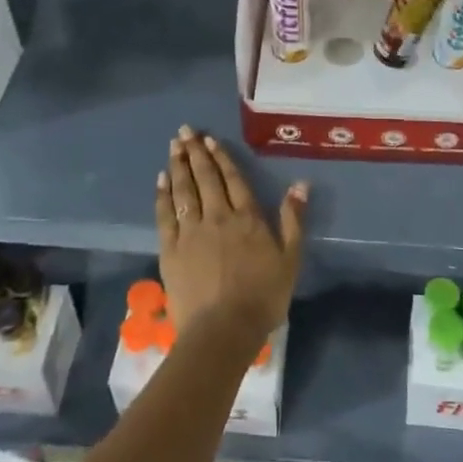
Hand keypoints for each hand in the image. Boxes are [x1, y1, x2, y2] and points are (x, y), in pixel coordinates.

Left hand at [156, 126, 305, 344]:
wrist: (223, 330)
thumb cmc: (262, 297)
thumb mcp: (290, 260)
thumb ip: (293, 220)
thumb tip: (301, 184)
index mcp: (247, 218)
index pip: (233, 180)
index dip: (221, 158)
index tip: (209, 139)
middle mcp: (217, 216)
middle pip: (205, 178)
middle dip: (195, 152)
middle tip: (185, 131)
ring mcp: (190, 232)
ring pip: (183, 190)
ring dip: (178, 166)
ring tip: (174, 146)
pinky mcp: (170, 249)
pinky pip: (165, 214)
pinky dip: (163, 195)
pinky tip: (161, 180)